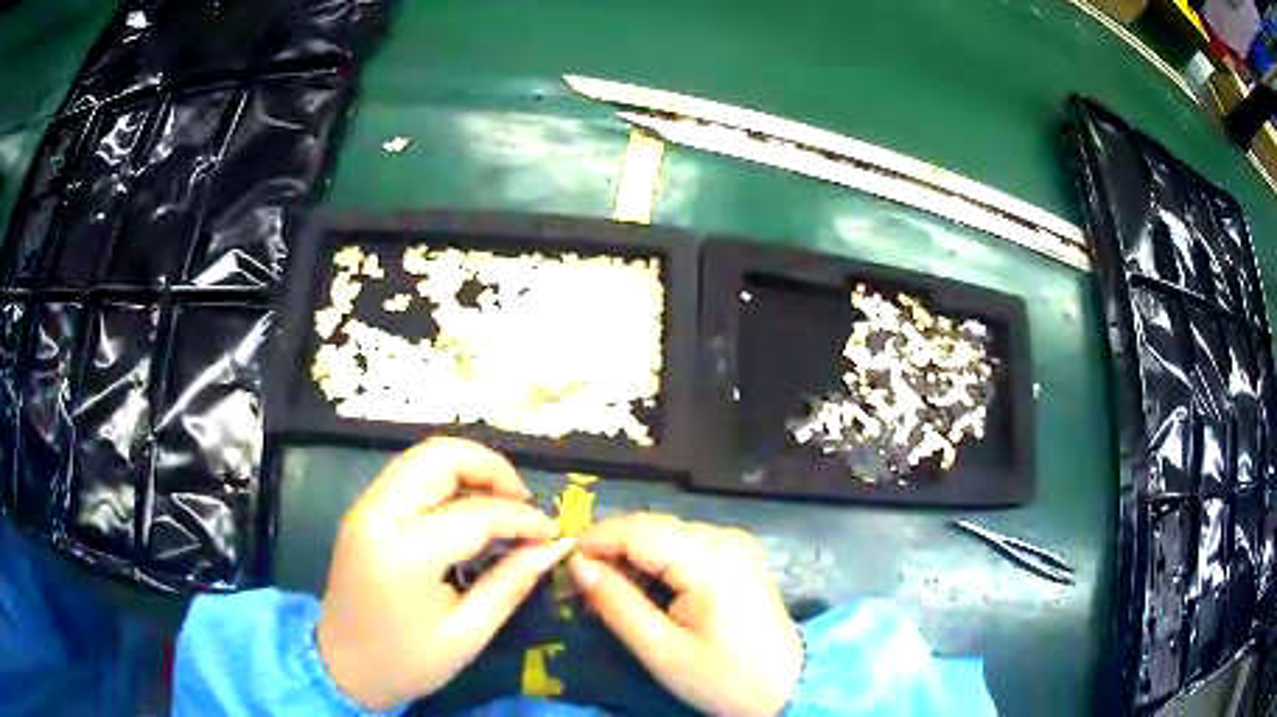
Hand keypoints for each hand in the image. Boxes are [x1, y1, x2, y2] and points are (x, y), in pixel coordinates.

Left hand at [316, 438, 572, 709]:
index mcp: (404, 552)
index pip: (476, 513)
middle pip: (439, 455)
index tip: (552, 533)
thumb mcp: (468, 633)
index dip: (522, 518)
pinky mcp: (362, 510)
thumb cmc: (408, 661)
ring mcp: (364, 507)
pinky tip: (467, 509)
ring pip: (422, 456)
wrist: (341, 667)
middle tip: (523, 501)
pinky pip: (409, 475)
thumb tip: (555, 546)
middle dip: (491, 467)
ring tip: (501, 503)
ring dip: (467, 468)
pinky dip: (444, 479)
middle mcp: (378, 514)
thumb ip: (511, 582)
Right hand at [570, 514, 802, 715]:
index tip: (563, 567)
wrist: (787, 689)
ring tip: (607, 597)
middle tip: (581, 589)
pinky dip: (656, 564)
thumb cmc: (723, 678)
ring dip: (631, 559)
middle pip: (650, 528)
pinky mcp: (737, 557)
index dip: (594, 541)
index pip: (636, 529)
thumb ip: (616, 603)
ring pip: (665, 535)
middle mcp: (724, 537)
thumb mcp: (660, 649)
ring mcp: (734, 544)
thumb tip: (578, 565)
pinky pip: (684, 547)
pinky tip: (642, 593)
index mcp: (709, 558)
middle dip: (611, 552)